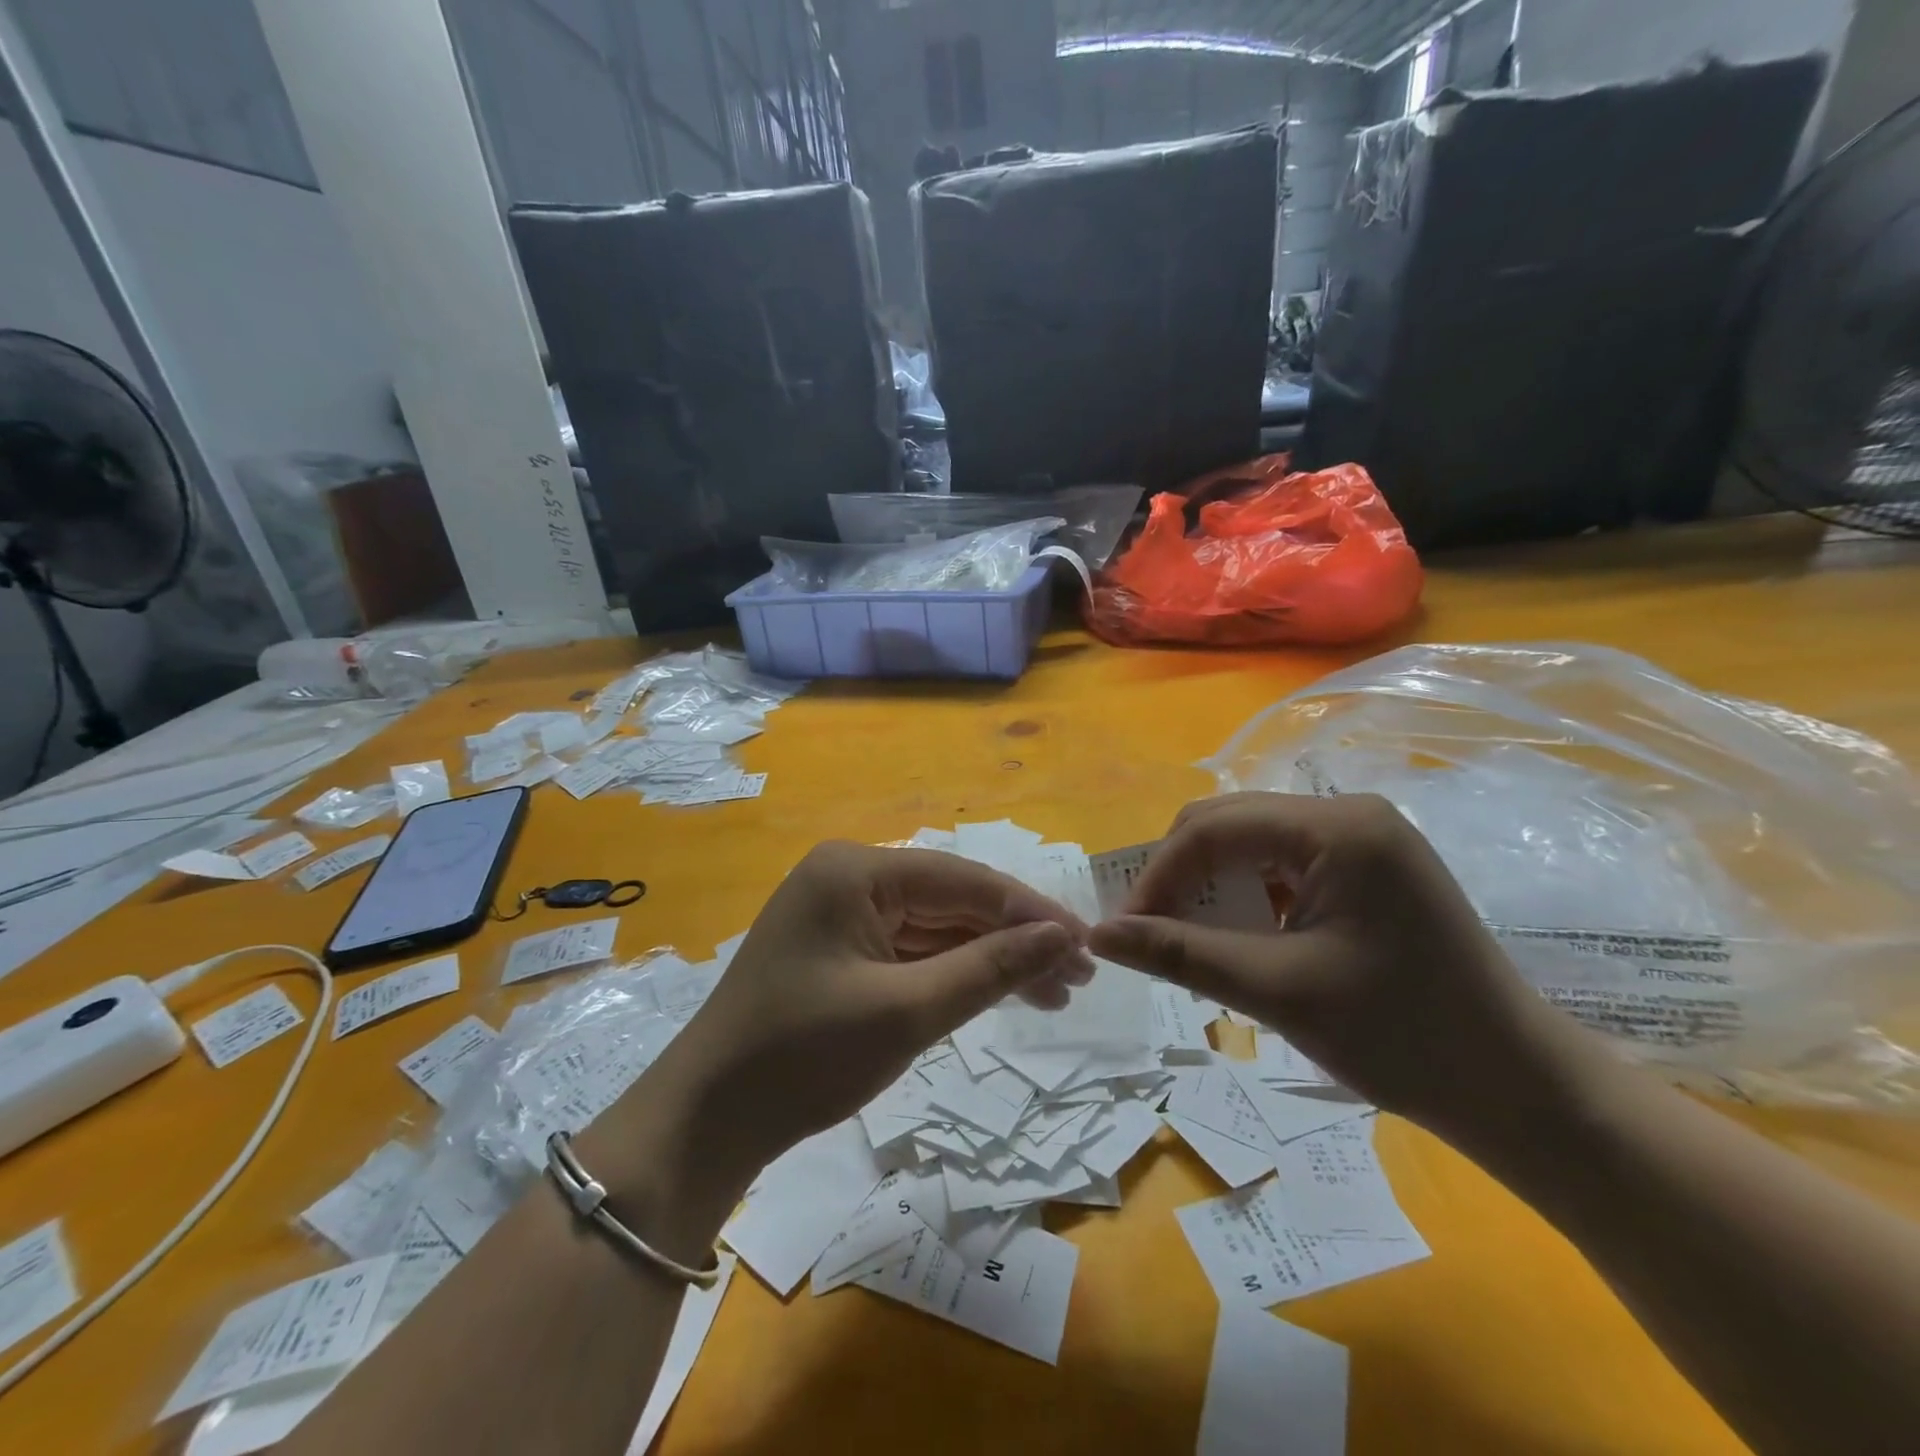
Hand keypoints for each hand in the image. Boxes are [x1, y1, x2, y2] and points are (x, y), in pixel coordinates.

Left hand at [636, 842, 1091, 1180]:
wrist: (708, 1121)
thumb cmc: (804, 1057)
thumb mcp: (907, 1011)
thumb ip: (989, 967)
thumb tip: (1062, 936)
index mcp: (856, 870)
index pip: (963, 879)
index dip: (1030, 910)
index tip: (1087, 943)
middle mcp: (849, 877)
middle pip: (951, 902)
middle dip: (1014, 939)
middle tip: (1078, 978)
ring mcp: (842, 914)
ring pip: (935, 929)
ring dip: (990, 960)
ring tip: (1054, 994)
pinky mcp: (840, 950)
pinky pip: (910, 952)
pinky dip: (953, 974)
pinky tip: (998, 992)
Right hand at [1088, 793, 1585, 1143]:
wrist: (1519, 1090)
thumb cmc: (1403, 1038)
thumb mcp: (1277, 991)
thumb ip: (1180, 953)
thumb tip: (1099, 935)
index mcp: (1337, 827)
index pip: (1213, 828)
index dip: (1157, 876)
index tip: (1123, 930)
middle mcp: (1349, 814)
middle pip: (1229, 825)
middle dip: (1179, 877)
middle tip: (1148, 933)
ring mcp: (1362, 838)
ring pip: (1251, 844)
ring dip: (1209, 887)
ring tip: (1187, 939)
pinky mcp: (1367, 868)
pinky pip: (1282, 865)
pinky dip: (1246, 896)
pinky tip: (1239, 937)